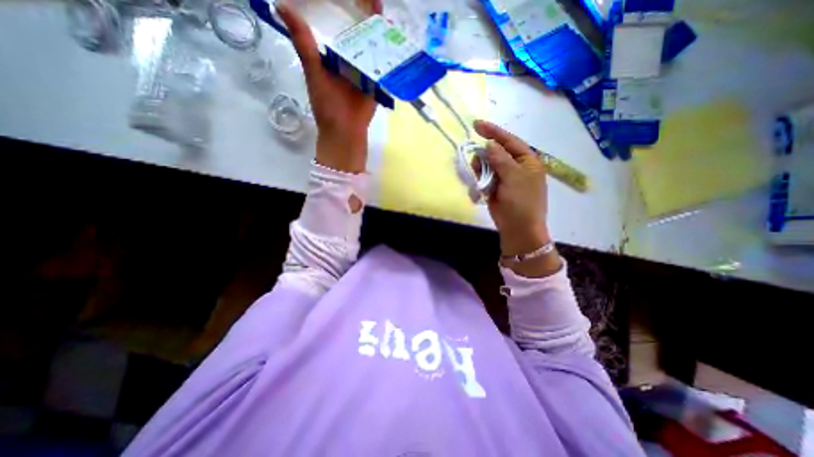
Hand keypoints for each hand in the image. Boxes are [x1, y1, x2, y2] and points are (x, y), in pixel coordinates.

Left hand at [279, 1, 383, 172]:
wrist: (346, 131)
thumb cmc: (327, 106)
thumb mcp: (314, 74)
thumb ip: (304, 45)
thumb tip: (282, 5)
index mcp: (332, 52)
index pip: (336, 22)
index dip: (340, 3)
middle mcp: (349, 57)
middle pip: (358, 31)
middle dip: (364, 13)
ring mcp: (365, 69)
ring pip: (373, 46)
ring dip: (380, 30)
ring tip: (384, 6)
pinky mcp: (378, 81)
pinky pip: (384, 65)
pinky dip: (390, 53)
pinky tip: (397, 37)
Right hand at [474, 121, 563, 276]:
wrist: (518, 229)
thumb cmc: (522, 202)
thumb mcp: (514, 178)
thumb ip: (501, 159)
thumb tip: (489, 144)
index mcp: (527, 161)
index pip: (509, 140)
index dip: (493, 132)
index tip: (476, 124)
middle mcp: (516, 167)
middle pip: (496, 152)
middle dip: (485, 154)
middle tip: (477, 162)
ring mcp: (505, 178)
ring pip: (488, 165)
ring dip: (481, 168)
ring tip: (480, 177)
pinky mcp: (495, 188)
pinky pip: (484, 178)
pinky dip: (480, 179)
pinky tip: (480, 186)